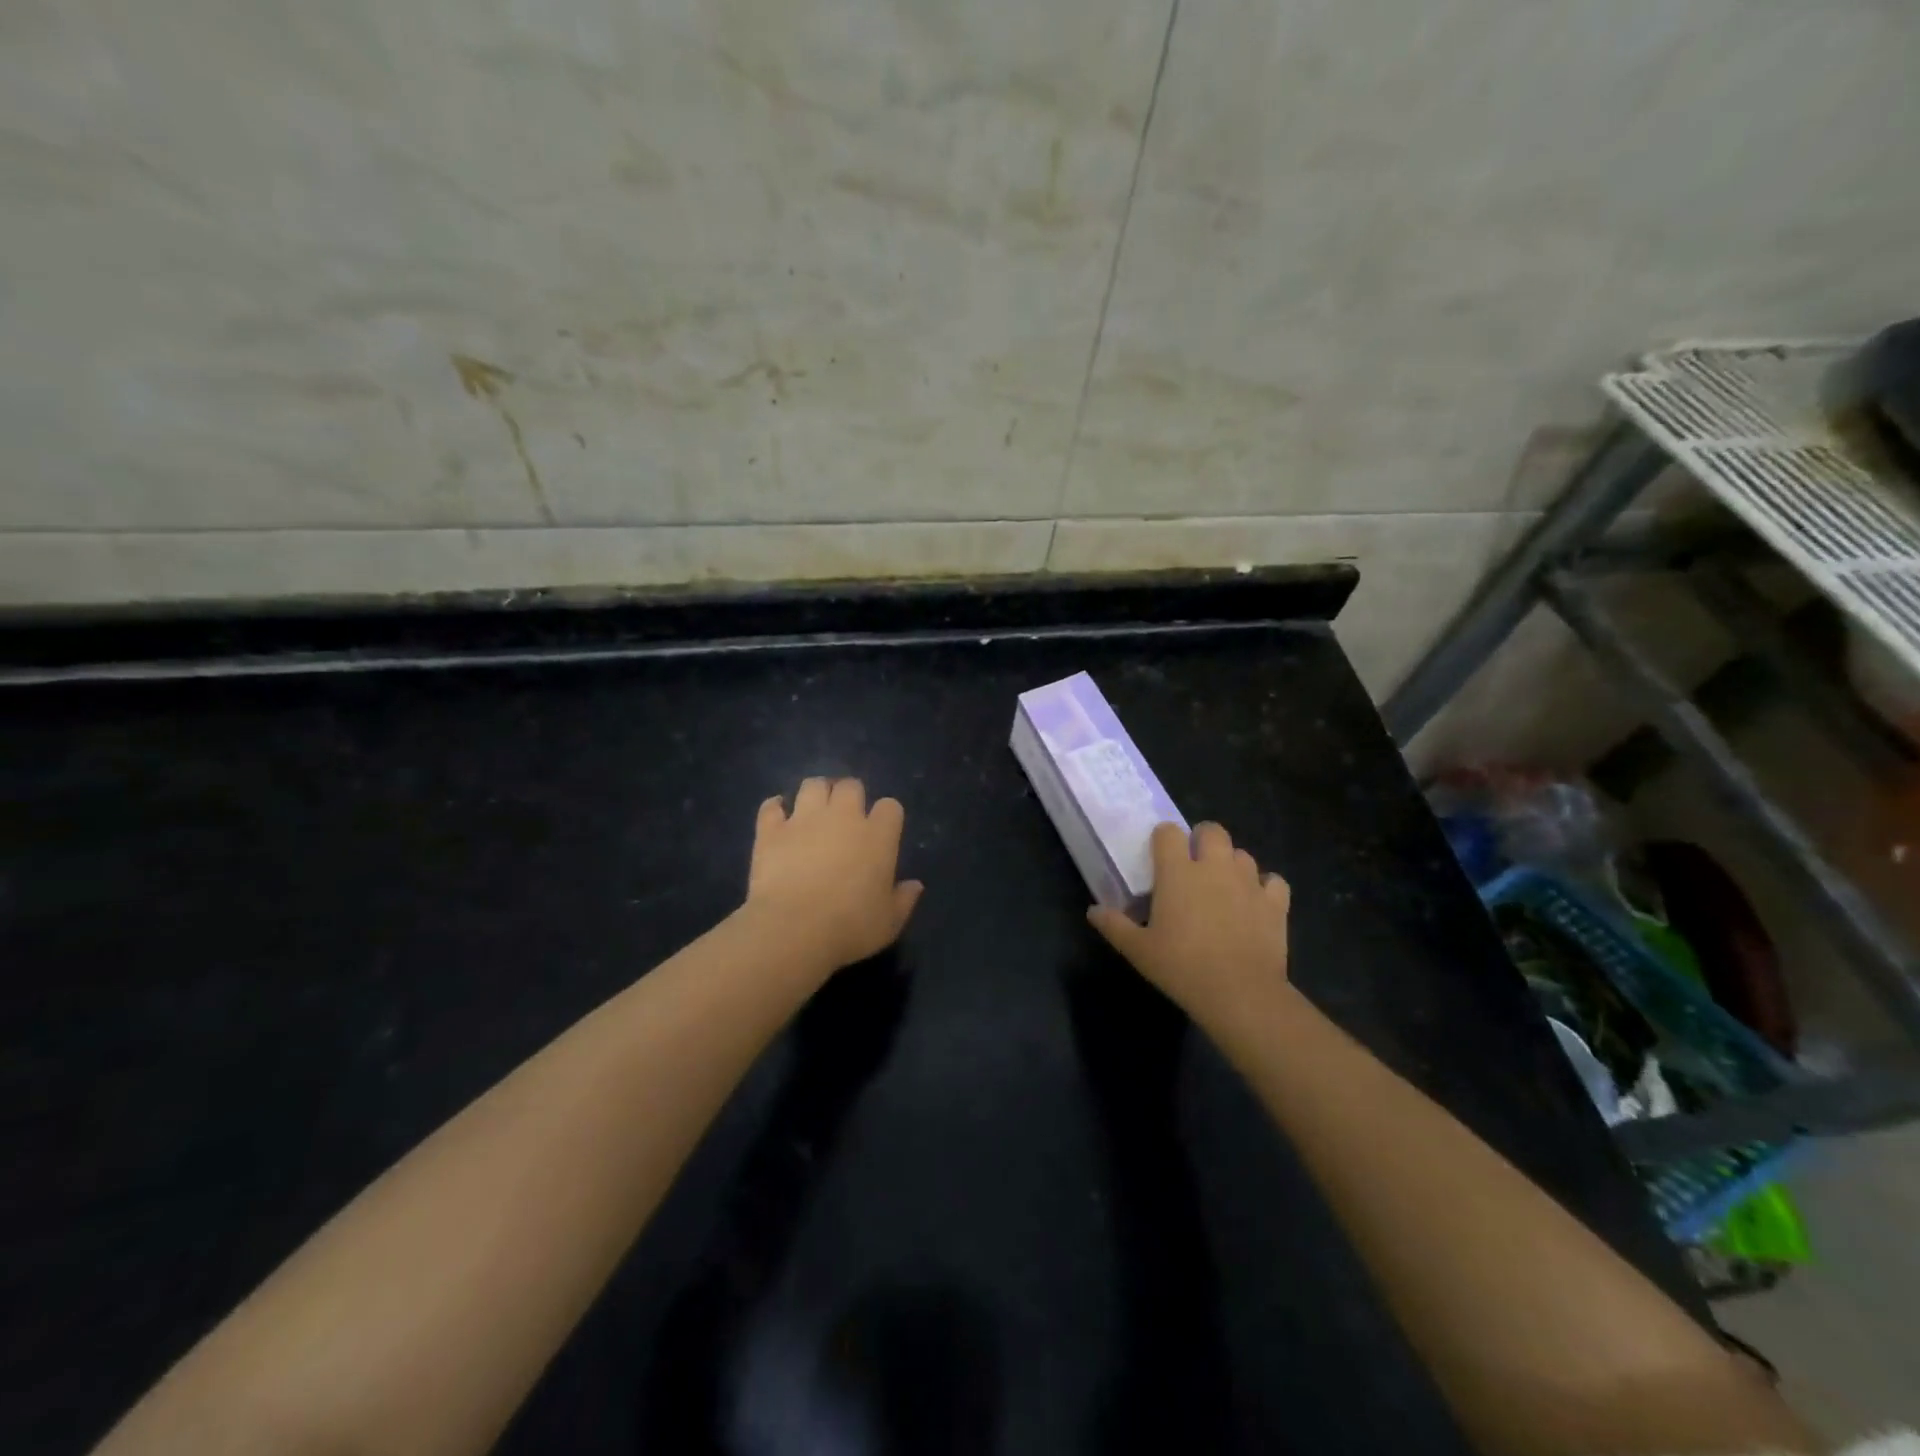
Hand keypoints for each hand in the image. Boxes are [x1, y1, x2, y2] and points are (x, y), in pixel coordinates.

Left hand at [744, 777, 923, 971]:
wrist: (794, 929)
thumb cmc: (850, 927)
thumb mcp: (889, 923)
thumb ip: (904, 900)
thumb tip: (915, 885)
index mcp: (878, 836)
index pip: (890, 807)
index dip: (887, 816)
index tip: (882, 832)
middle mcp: (843, 817)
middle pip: (851, 786)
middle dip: (850, 795)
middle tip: (845, 817)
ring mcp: (804, 820)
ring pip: (813, 785)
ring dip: (816, 793)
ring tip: (814, 810)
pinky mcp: (772, 830)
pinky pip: (772, 806)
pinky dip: (775, 808)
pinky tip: (777, 816)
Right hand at [1087, 821, 1290, 1024]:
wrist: (1240, 993)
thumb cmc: (1181, 966)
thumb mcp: (1138, 950)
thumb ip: (1114, 925)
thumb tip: (1093, 911)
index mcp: (1177, 872)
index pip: (1168, 832)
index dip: (1163, 839)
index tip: (1159, 857)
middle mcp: (1214, 867)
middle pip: (1212, 830)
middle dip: (1202, 839)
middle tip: (1193, 864)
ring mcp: (1248, 882)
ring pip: (1242, 854)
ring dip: (1231, 863)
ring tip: (1223, 886)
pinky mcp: (1275, 903)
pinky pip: (1273, 881)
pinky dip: (1265, 887)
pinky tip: (1255, 903)